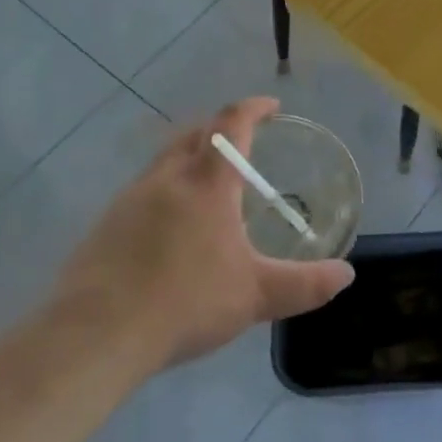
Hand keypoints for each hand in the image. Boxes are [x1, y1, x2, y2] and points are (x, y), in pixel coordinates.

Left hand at [47, 97, 354, 374]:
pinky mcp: (105, 226)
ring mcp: (129, 200)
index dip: (253, 108)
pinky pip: (142, 191)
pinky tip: (170, 229)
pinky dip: (165, 191)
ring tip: (208, 187)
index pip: (231, 124)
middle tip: (241, 141)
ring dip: (189, 158)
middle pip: (193, 133)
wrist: (94, 335)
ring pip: (164, 161)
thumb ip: (304, 284)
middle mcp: (166, 179)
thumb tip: (347, 276)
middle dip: (219, 128)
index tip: (271, 105)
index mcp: (206, 183)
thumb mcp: (255, 295)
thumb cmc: (184, 301)